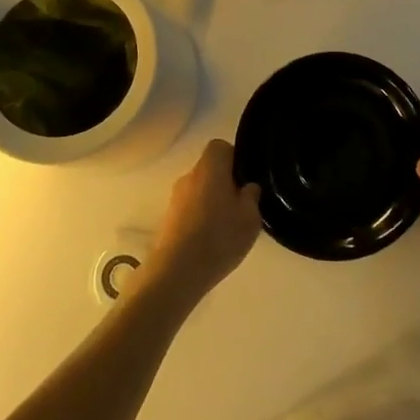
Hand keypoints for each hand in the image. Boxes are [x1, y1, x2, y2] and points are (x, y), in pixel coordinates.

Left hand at [141, 140, 260, 305]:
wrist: (176, 273)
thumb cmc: (219, 238)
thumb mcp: (250, 218)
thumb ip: (252, 197)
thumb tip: (248, 187)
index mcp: (210, 168)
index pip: (220, 147)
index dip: (234, 158)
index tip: (245, 179)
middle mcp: (189, 176)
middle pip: (210, 169)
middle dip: (225, 182)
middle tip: (241, 206)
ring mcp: (175, 198)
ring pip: (199, 190)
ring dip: (212, 202)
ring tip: (227, 227)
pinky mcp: (168, 219)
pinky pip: (190, 209)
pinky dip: (200, 217)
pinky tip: (211, 240)